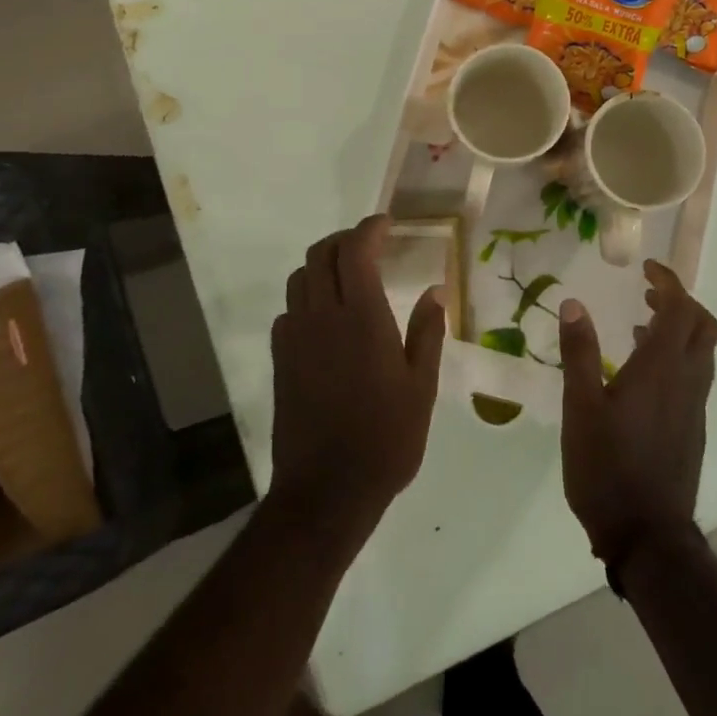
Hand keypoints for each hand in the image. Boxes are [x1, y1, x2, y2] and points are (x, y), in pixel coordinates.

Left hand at [269, 216, 446, 536]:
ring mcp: (296, 338)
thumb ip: (427, 332)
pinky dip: (307, 296)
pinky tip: (326, 316)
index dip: (369, 228)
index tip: (387, 223)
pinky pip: (289, 309)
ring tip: (348, 273)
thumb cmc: (385, 438)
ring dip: (323, 263)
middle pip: (320, 254)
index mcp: (362, 319)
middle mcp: (322, 317)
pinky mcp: (281, 360)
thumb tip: (435, 290)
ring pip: (300, 278)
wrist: (326, 492)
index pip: (355, 251)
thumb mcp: (421, 387)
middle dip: (344, 239)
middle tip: (370, 244)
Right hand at [558, 260, 716, 565]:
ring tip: (640, 324)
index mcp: (662, 368)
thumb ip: (579, 352)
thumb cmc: (607, 467)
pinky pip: (695, 375)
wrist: (647, 536)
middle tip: (648, 293)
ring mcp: (694, 406)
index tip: (647, 268)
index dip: (669, 282)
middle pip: (703, 326)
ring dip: (680, 328)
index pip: (681, 308)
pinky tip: (642, 372)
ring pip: (702, 352)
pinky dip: (677, 356)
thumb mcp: (580, 407)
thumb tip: (573, 303)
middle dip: (681, 301)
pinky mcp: (692, 428)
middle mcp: (687, 380)